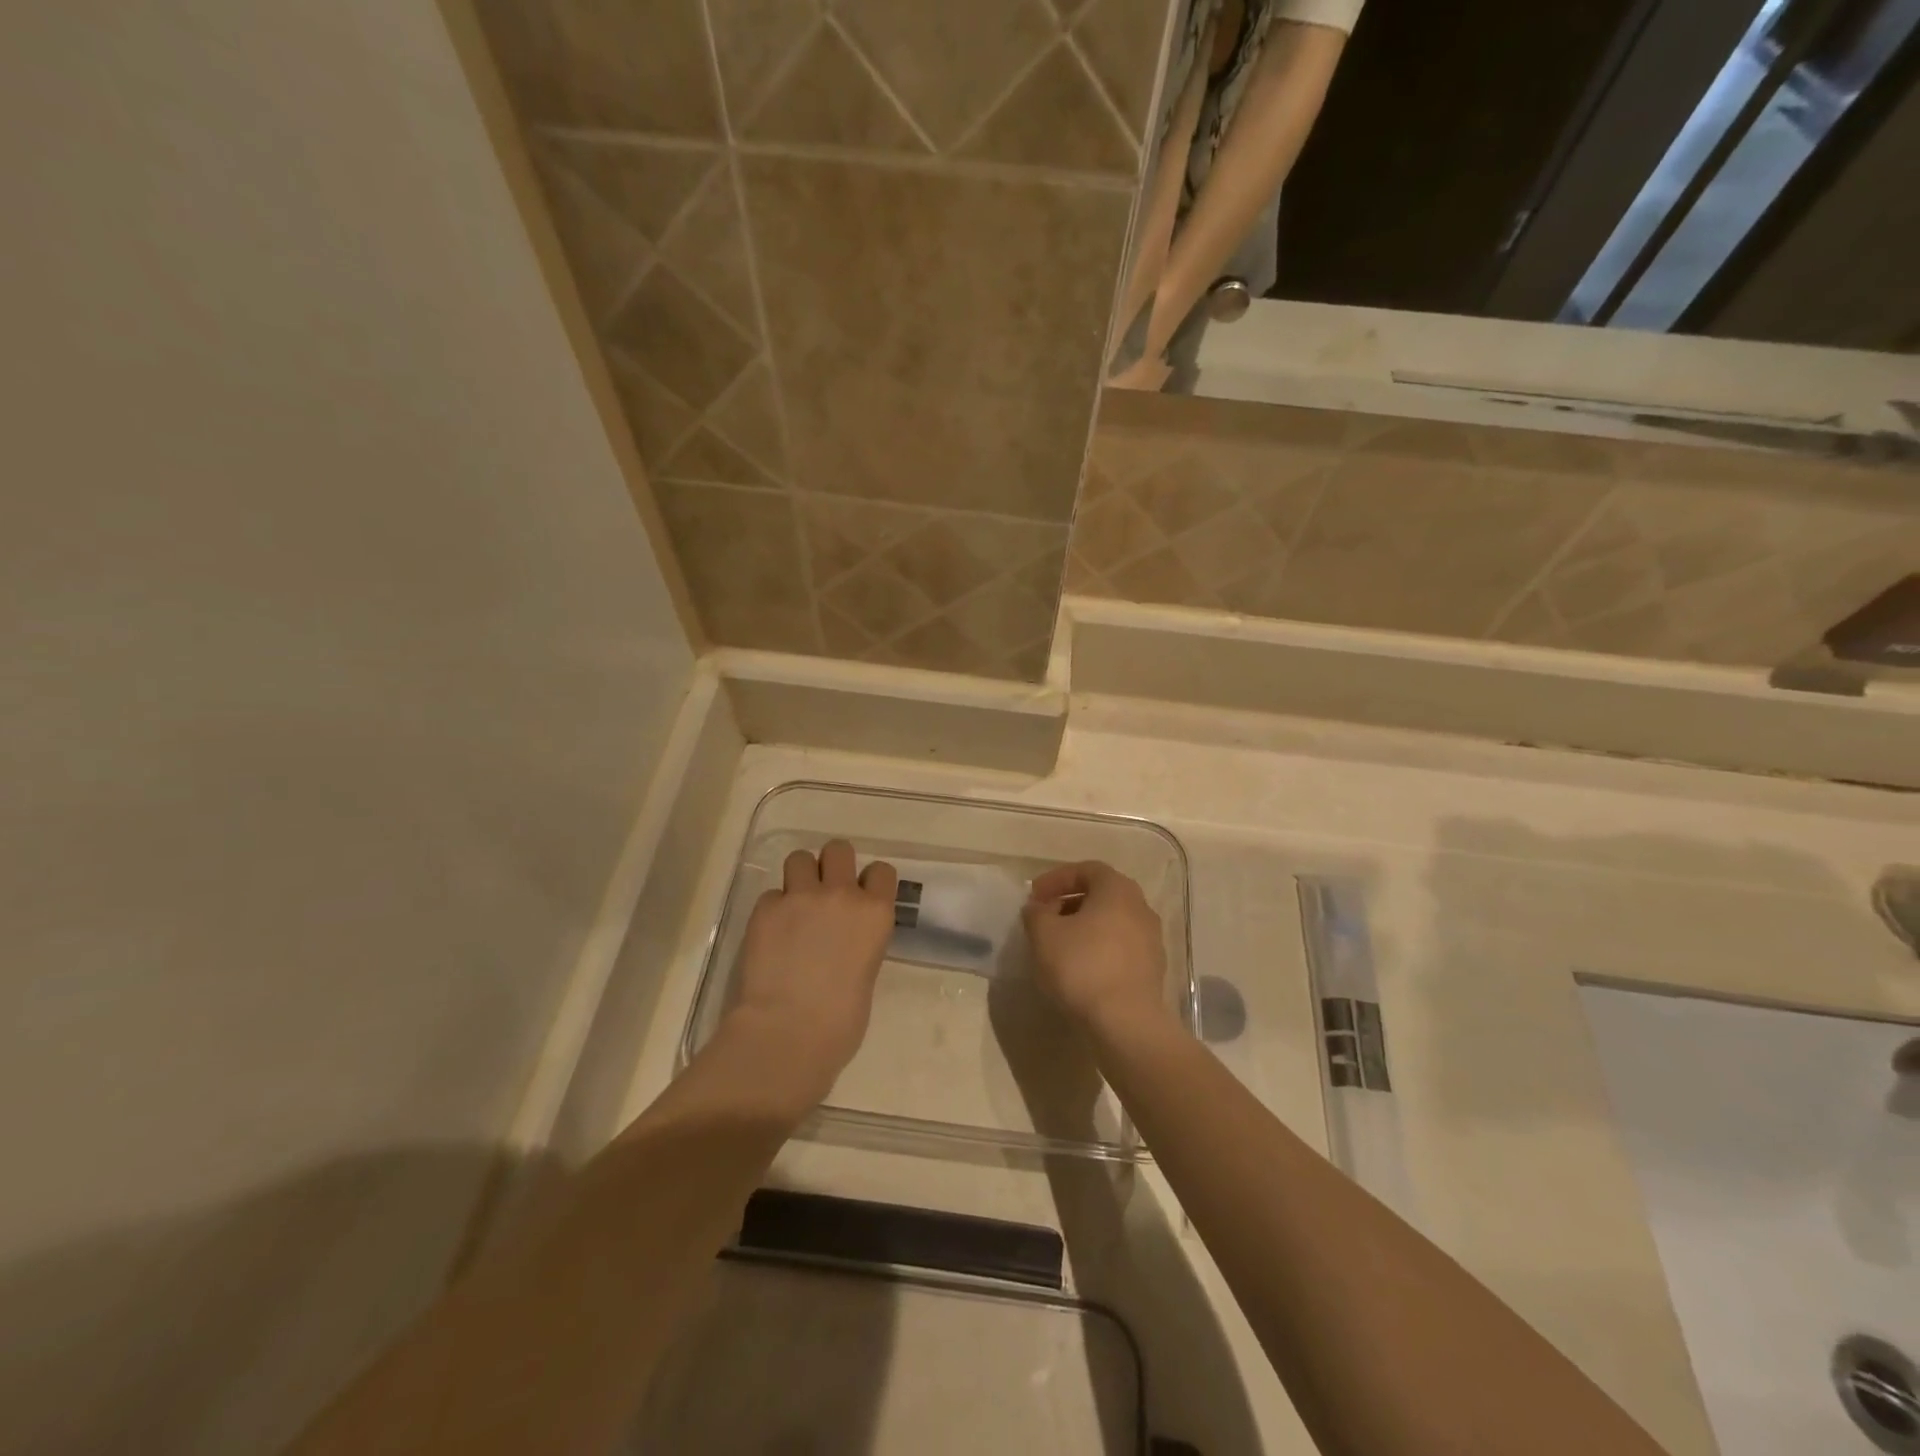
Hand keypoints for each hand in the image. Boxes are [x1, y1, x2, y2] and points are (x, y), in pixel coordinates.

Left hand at [725, 840, 897, 1107]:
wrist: (790, 1031)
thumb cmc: (841, 1021)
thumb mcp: (867, 971)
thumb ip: (859, 940)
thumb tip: (842, 938)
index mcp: (875, 912)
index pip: (880, 870)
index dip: (868, 881)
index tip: (860, 897)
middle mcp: (841, 894)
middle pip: (838, 849)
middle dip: (832, 865)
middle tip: (824, 892)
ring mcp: (800, 897)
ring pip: (799, 858)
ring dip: (799, 878)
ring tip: (795, 906)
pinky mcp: (766, 908)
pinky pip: (771, 894)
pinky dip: (773, 909)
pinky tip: (772, 934)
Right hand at [1022, 862, 1171, 1040]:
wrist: (1126, 1022)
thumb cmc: (1082, 966)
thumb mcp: (1044, 934)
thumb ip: (1036, 913)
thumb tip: (1038, 908)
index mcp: (1117, 889)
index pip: (1086, 870)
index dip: (1056, 879)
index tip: (1034, 896)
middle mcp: (1140, 907)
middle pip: (1101, 894)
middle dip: (1069, 903)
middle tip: (1044, 918)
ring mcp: (1151, 939)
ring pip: (1111, 922)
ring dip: (1084, 927)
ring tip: (1058, 945)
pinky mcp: (1152, 968)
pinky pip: (1120, 947)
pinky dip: (1098, 948)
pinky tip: (1079, 969)